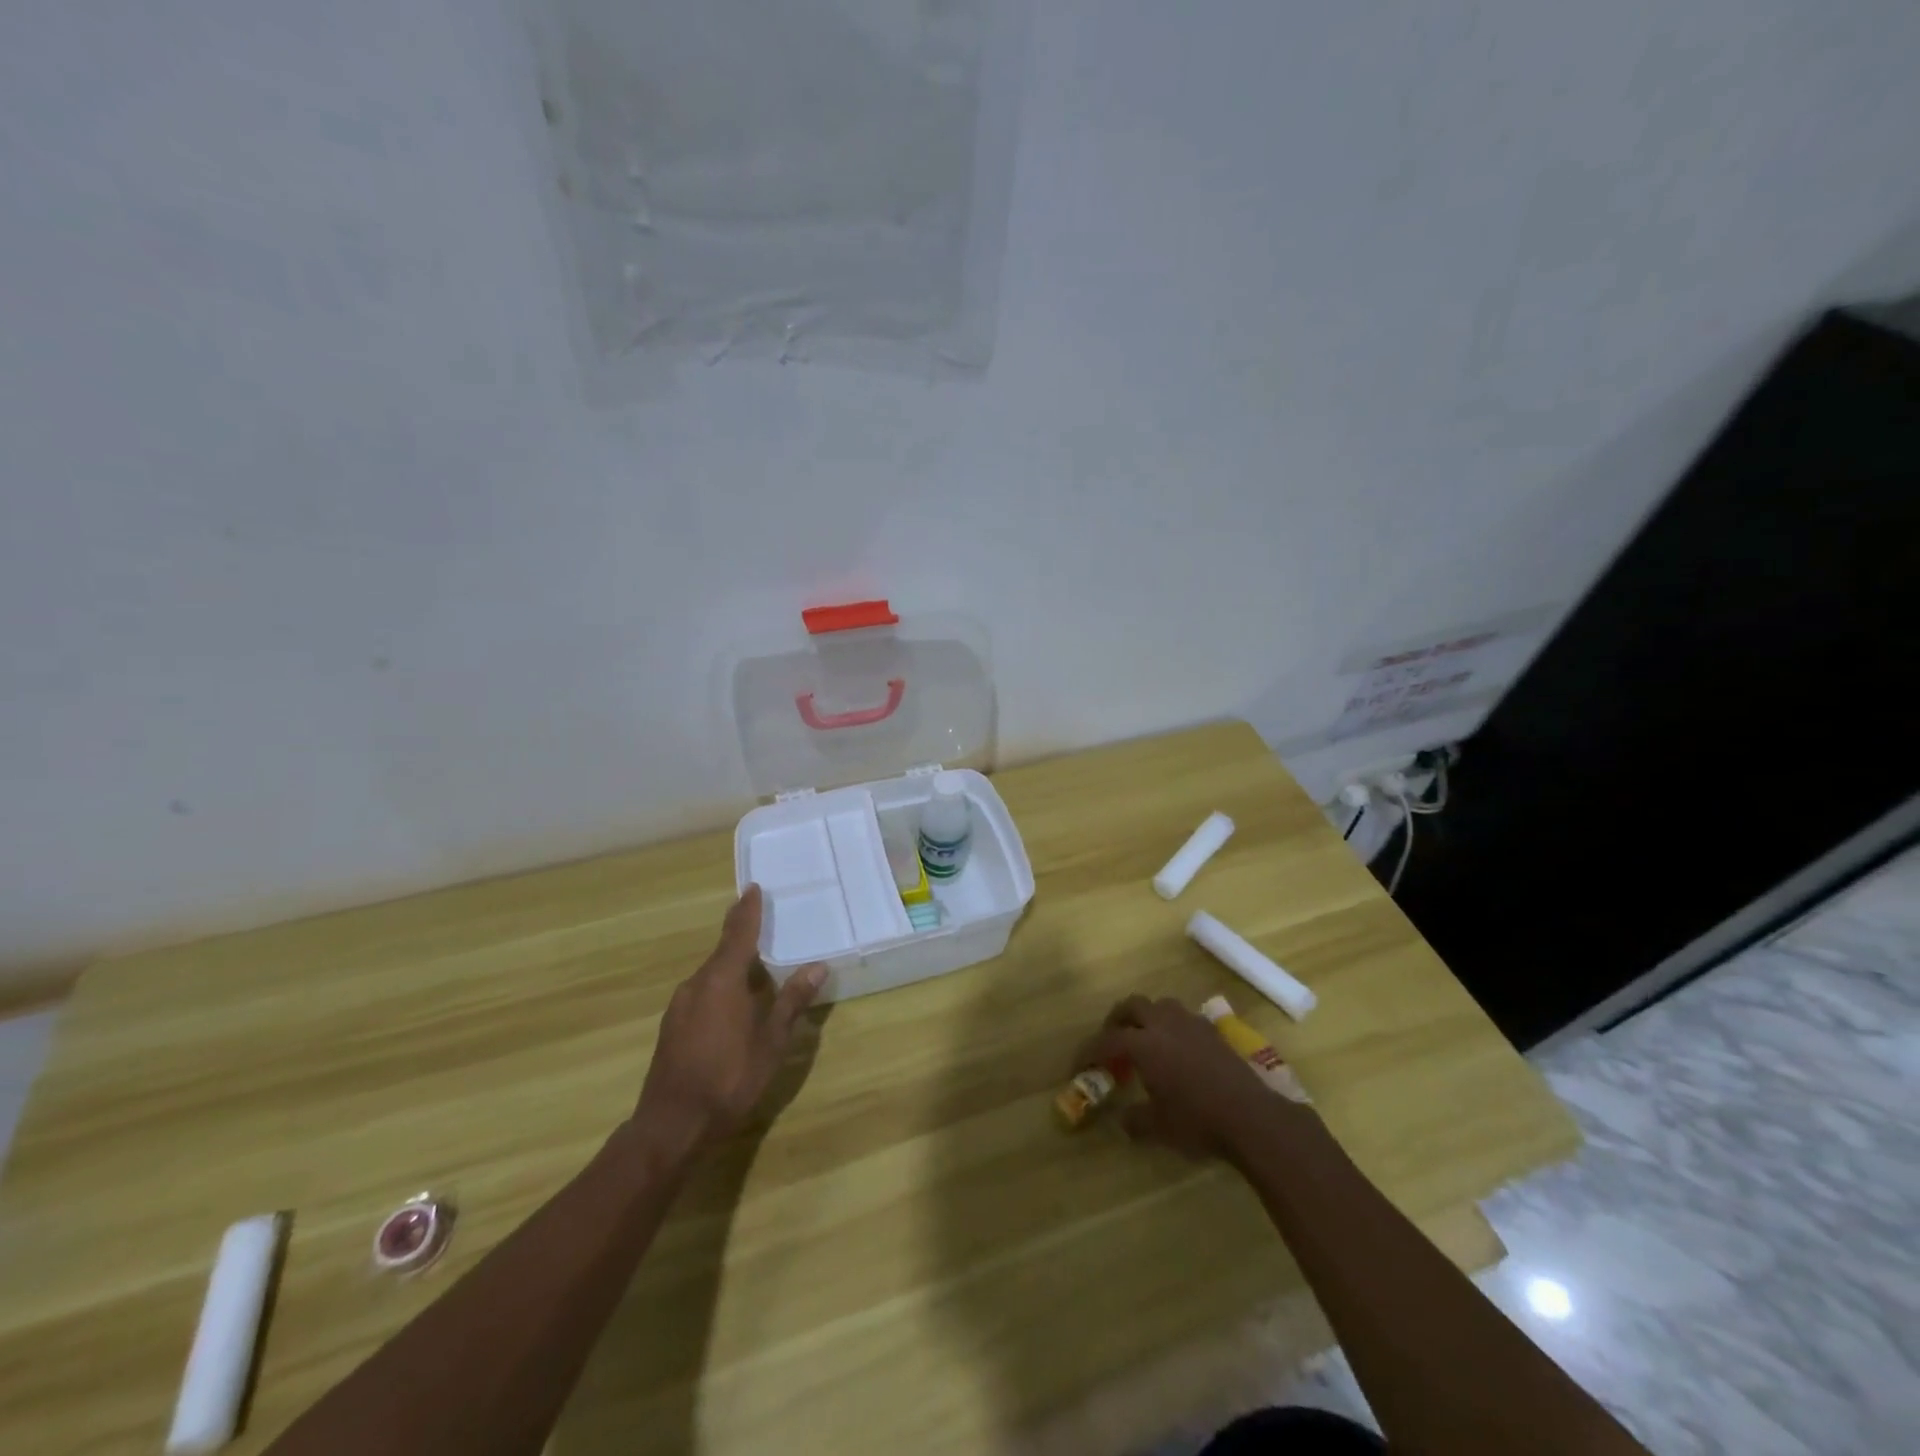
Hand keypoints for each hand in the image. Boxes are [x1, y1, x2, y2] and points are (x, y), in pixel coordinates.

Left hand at [633, 884, 826, 1156]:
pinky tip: (736, 1008)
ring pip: (712, 976)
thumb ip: (792, 1002)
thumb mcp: (771, 1042)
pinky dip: (722, 989)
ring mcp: (680, 1006)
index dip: (747, 910)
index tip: (753, 888)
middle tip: (767, 929)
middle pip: (724, 953)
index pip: (738, 933)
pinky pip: (703, 994)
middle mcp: (696, 984)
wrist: (672, 1125)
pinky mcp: (673, 1027)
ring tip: (759, 971)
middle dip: (744, 940)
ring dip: (734, 969)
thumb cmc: (728, 1078)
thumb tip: (817, 967)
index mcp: (722, 980)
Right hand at [1074, 995, 1295, 1159]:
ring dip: (1147, 1017)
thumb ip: (1135, 1120)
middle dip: (1116, 1020)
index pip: (1107, 1040)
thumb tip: (1123, 1120)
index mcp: (1144, 1044)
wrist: (1251, 1117)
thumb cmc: (1197, 1121)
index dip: (1089, 1051)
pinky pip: (1183, 1018)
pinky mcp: (1213, 1032)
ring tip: (1145, 1040)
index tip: (1079, 1065)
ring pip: (1160, 1006)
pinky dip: (1171, 1027)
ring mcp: (1191, 1024)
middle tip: (1111, 1040)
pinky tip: (1177, 1050)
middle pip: (1132, 1006)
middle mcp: (1164, 1025)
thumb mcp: (1159, 1128)